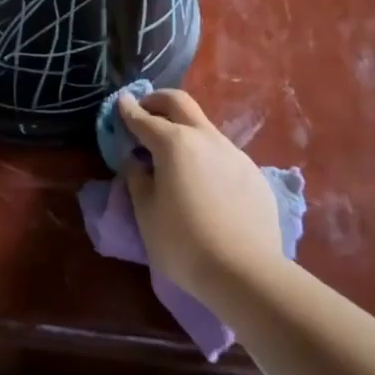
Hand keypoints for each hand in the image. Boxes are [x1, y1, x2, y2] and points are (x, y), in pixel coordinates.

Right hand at [120, 89, 281, 308]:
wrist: (246, 273)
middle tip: (145, 111)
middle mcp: (205, 138)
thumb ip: (137, 179)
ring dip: (184, 129)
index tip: (121, 101)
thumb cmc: (184, 243)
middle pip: (179, 103)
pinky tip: (204, 183)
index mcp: (174, 143)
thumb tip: (136, 162)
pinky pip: (222, 154)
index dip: (128, 110)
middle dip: (158, 101)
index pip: (144, 119)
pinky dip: (205, 155)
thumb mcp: (146, 213)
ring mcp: (233, 153)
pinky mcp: (253, 173)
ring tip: (173, 155)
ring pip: (203, 127)